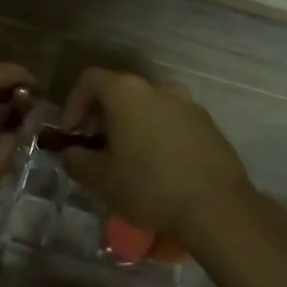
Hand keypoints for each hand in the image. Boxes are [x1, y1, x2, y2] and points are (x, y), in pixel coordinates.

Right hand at [55, 68, 253, 240]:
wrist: (216, 207)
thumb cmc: (148, 186)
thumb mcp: (100, 179)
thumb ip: (77, 161)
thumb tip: (71, 153)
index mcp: (127, 93)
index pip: (90, 79)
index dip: (73, 103)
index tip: (71, 133)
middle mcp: (159, 89)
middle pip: (121, 91)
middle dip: (103, 116)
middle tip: (96, 148)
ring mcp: (189, 105)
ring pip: (150, 107)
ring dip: (133, 126)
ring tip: (127, 160)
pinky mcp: (209, 126)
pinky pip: (173, 123)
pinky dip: (158, 136)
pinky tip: (159, 169)